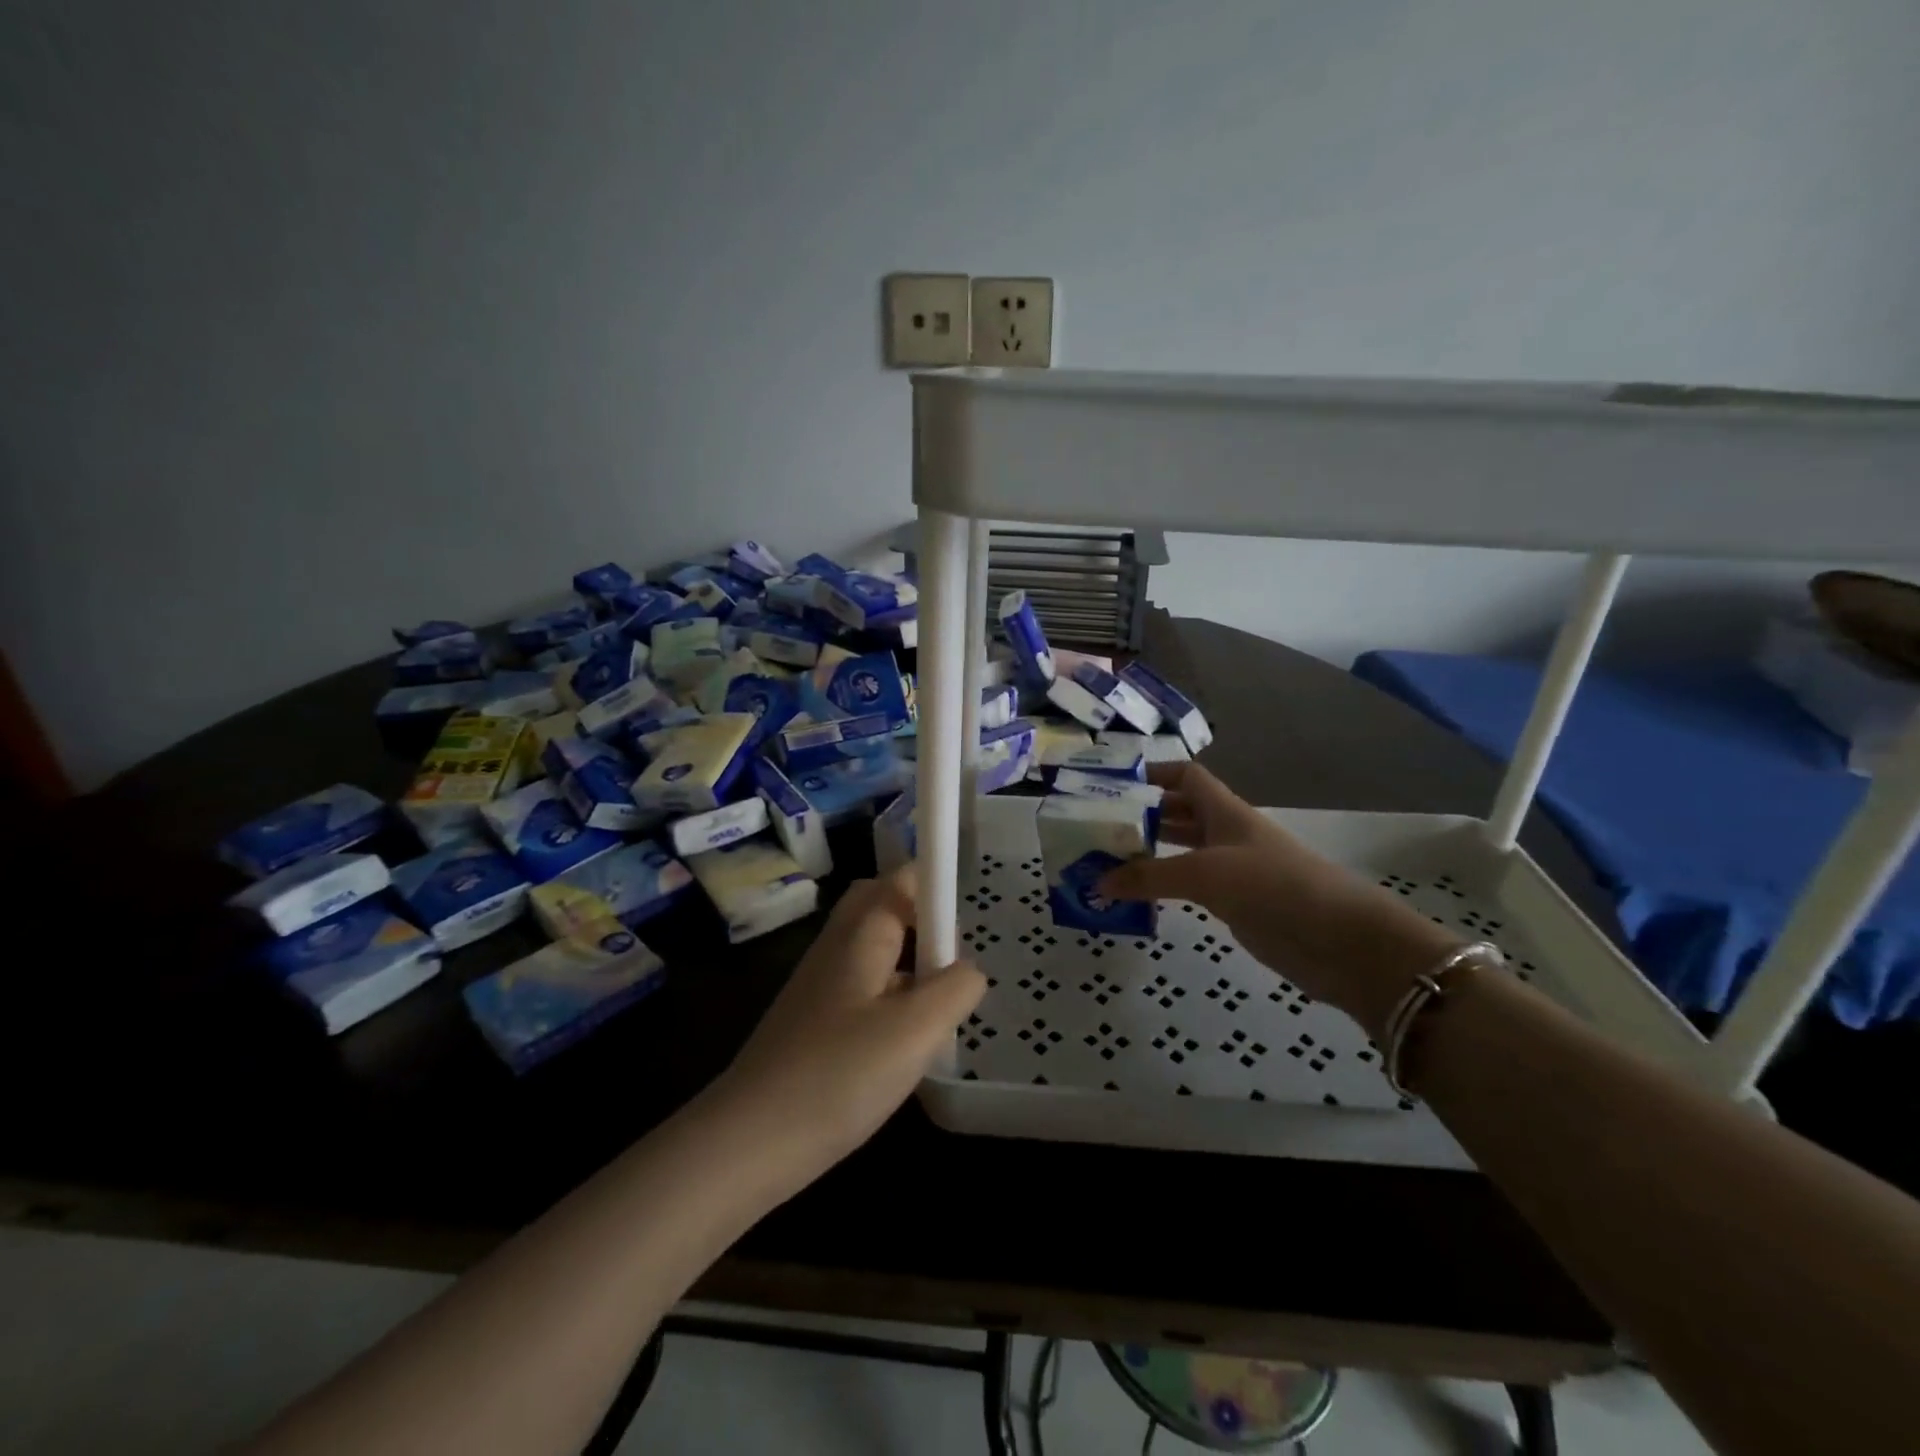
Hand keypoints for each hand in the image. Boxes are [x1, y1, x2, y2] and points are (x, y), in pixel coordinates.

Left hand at [708, 865, 986, 1181]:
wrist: (749, 1141)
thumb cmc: (839, 1075)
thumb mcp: (915, 1030)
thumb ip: (954, 988)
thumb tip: (968, 970)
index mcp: (860, 934)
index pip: (901, 880)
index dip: (935, 884)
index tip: (966, 922)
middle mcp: (836, 948)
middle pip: (880, 907)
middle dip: (921, 919)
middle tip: (951, 959)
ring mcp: (820, 986)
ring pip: (872, 951)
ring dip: (908, 962)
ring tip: (939, 1005)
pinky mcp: (813, 1023)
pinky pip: (862, 989)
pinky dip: (890, 997)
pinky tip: (905, 1042)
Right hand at [1096, 763, 1460, 1039]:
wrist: (1340, 941)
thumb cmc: (1273, 887)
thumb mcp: (1205, 874)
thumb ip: (1150, 876)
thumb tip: (1098, 882)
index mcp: (1225, 811)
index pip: (1187, 776)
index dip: (1155, 773)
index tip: (1115, 783)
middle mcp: (1227, 834)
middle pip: (1180, 812)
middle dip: (1144, 815)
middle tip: (1099, 827)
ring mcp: (1233, 869)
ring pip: (1183, 851)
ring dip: (1150, 853)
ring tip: (1108, 860)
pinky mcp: (1237, 903)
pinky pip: (1190, 886)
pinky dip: (1164, 886)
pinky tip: (1139, 896)